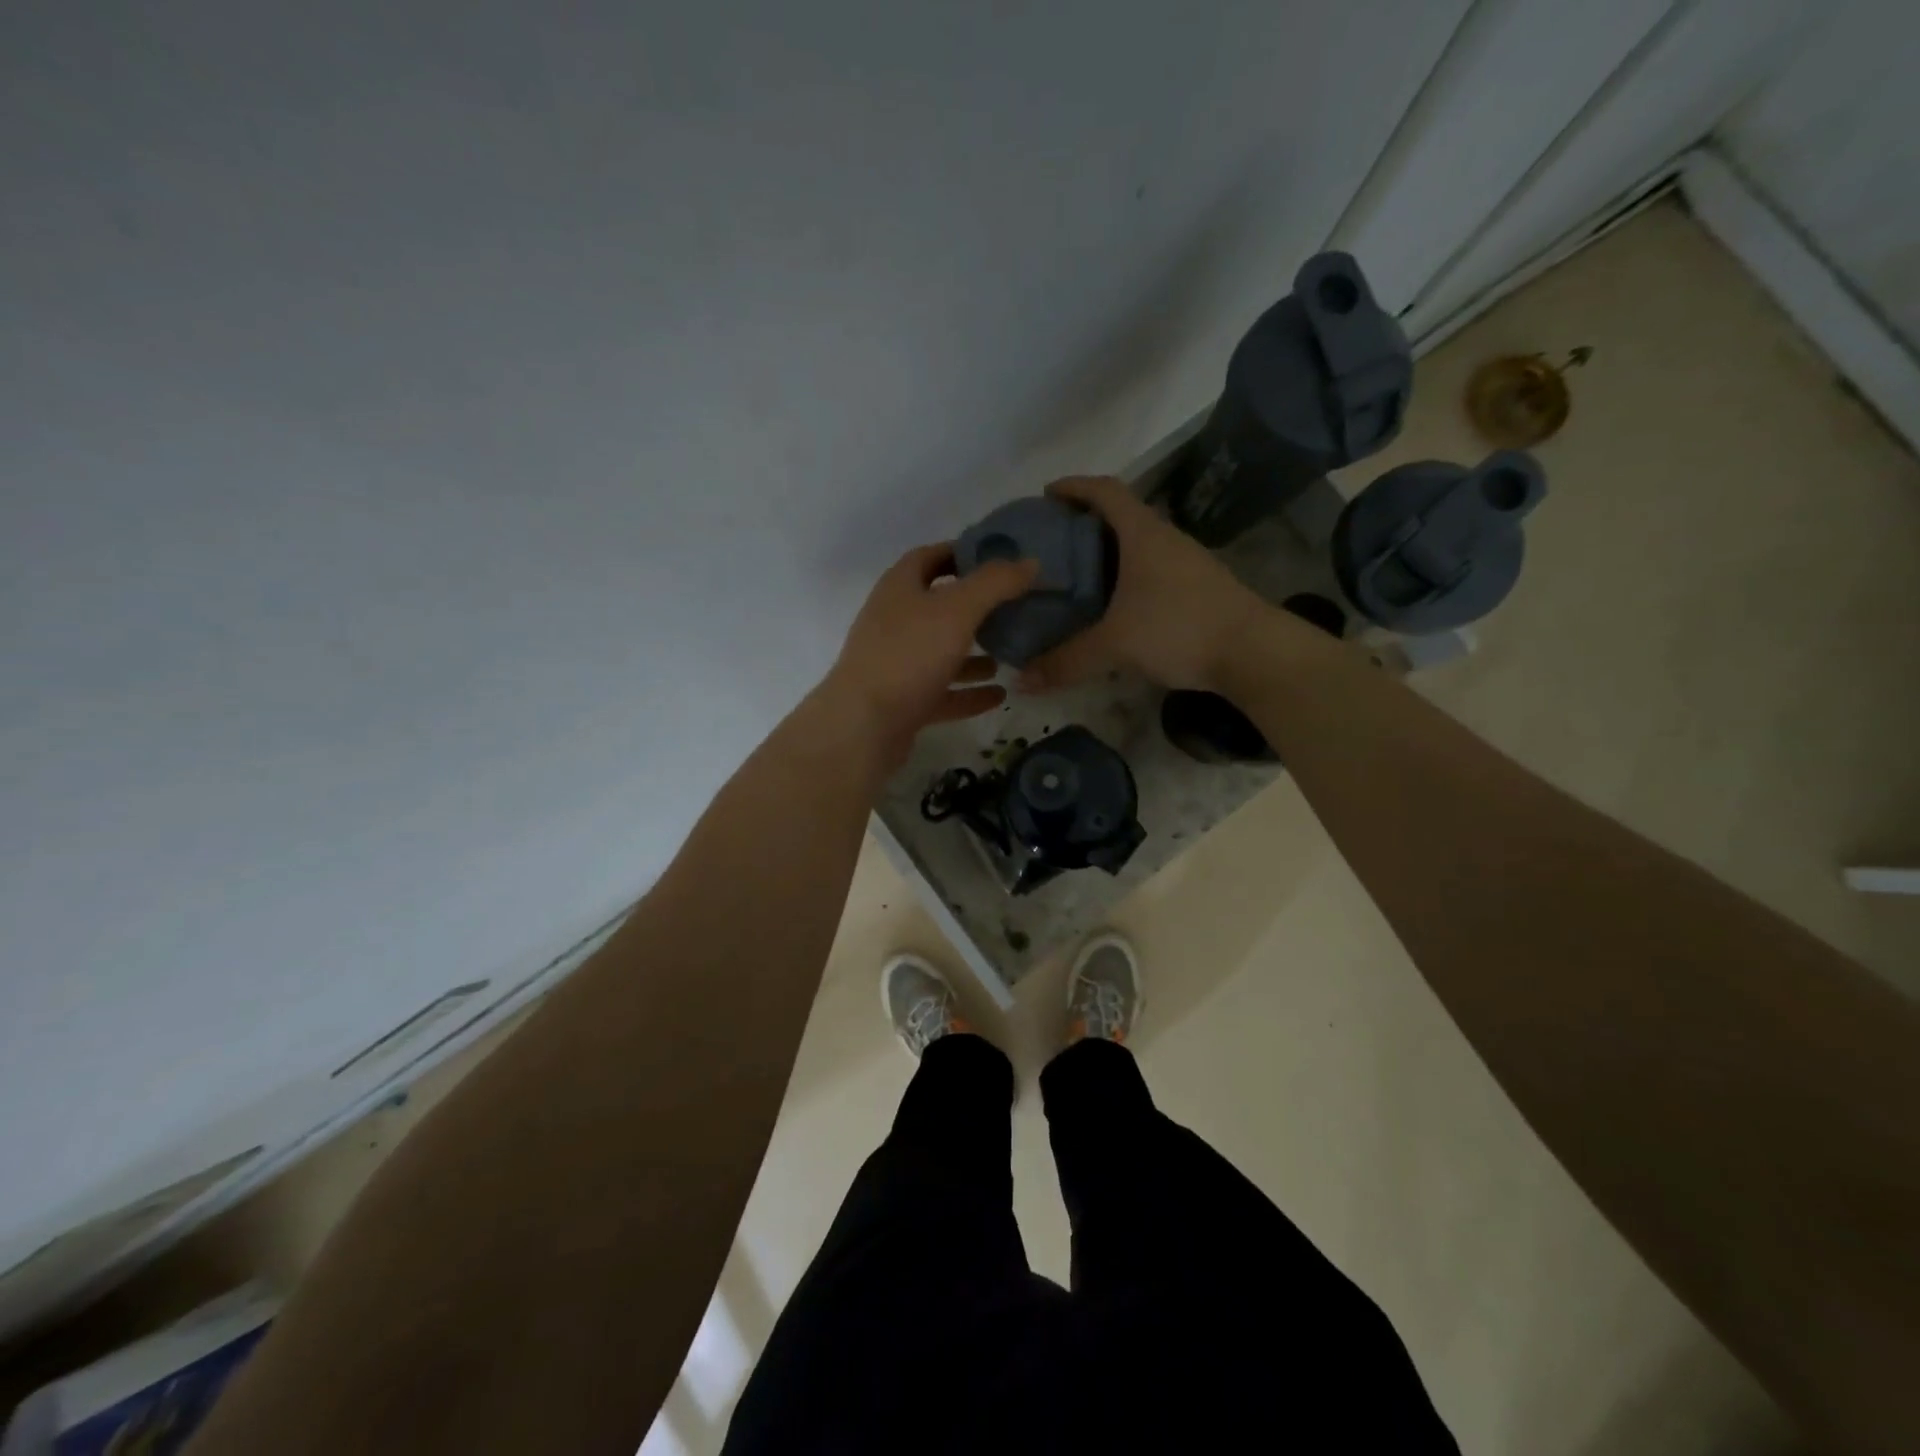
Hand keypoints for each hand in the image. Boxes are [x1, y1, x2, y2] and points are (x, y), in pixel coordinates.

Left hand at [817, 542, 1039, 770]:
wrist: (864, 724)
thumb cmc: (909, 655)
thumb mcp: (958, 610)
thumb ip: (995, 584)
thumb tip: (1030, 562)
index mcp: (899, 588)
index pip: (930, 557)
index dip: (962, 553)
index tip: (999, 559)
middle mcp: (894, 621)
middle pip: (938, 606)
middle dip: (975, 607)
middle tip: (1014, 608)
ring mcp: (896, 663)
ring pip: (940, 651)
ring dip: (973, 653)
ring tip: (1010, 653)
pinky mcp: (902, 701)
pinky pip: (942, 692)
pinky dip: (968, 692)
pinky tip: (999, 696)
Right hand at [1018, 476, 1276, 691]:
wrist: (1253, 652)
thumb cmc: (1179, 629)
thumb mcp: (1115, 646)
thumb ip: (1066, 661)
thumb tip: (1022, 680)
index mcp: (1143, 534)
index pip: (1105, 491)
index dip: (1073, 487)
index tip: (1045, 496)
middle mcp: (1165, 539)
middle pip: (1120, 516)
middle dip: (1084, 524)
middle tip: (1051, 545)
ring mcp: (1186, 562)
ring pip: (1137, 546)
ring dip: (1107, 554)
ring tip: (1076, 577)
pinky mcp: (1197, 588)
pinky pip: (1151, 570)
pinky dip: (1126, 578)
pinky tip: (1112, 606)